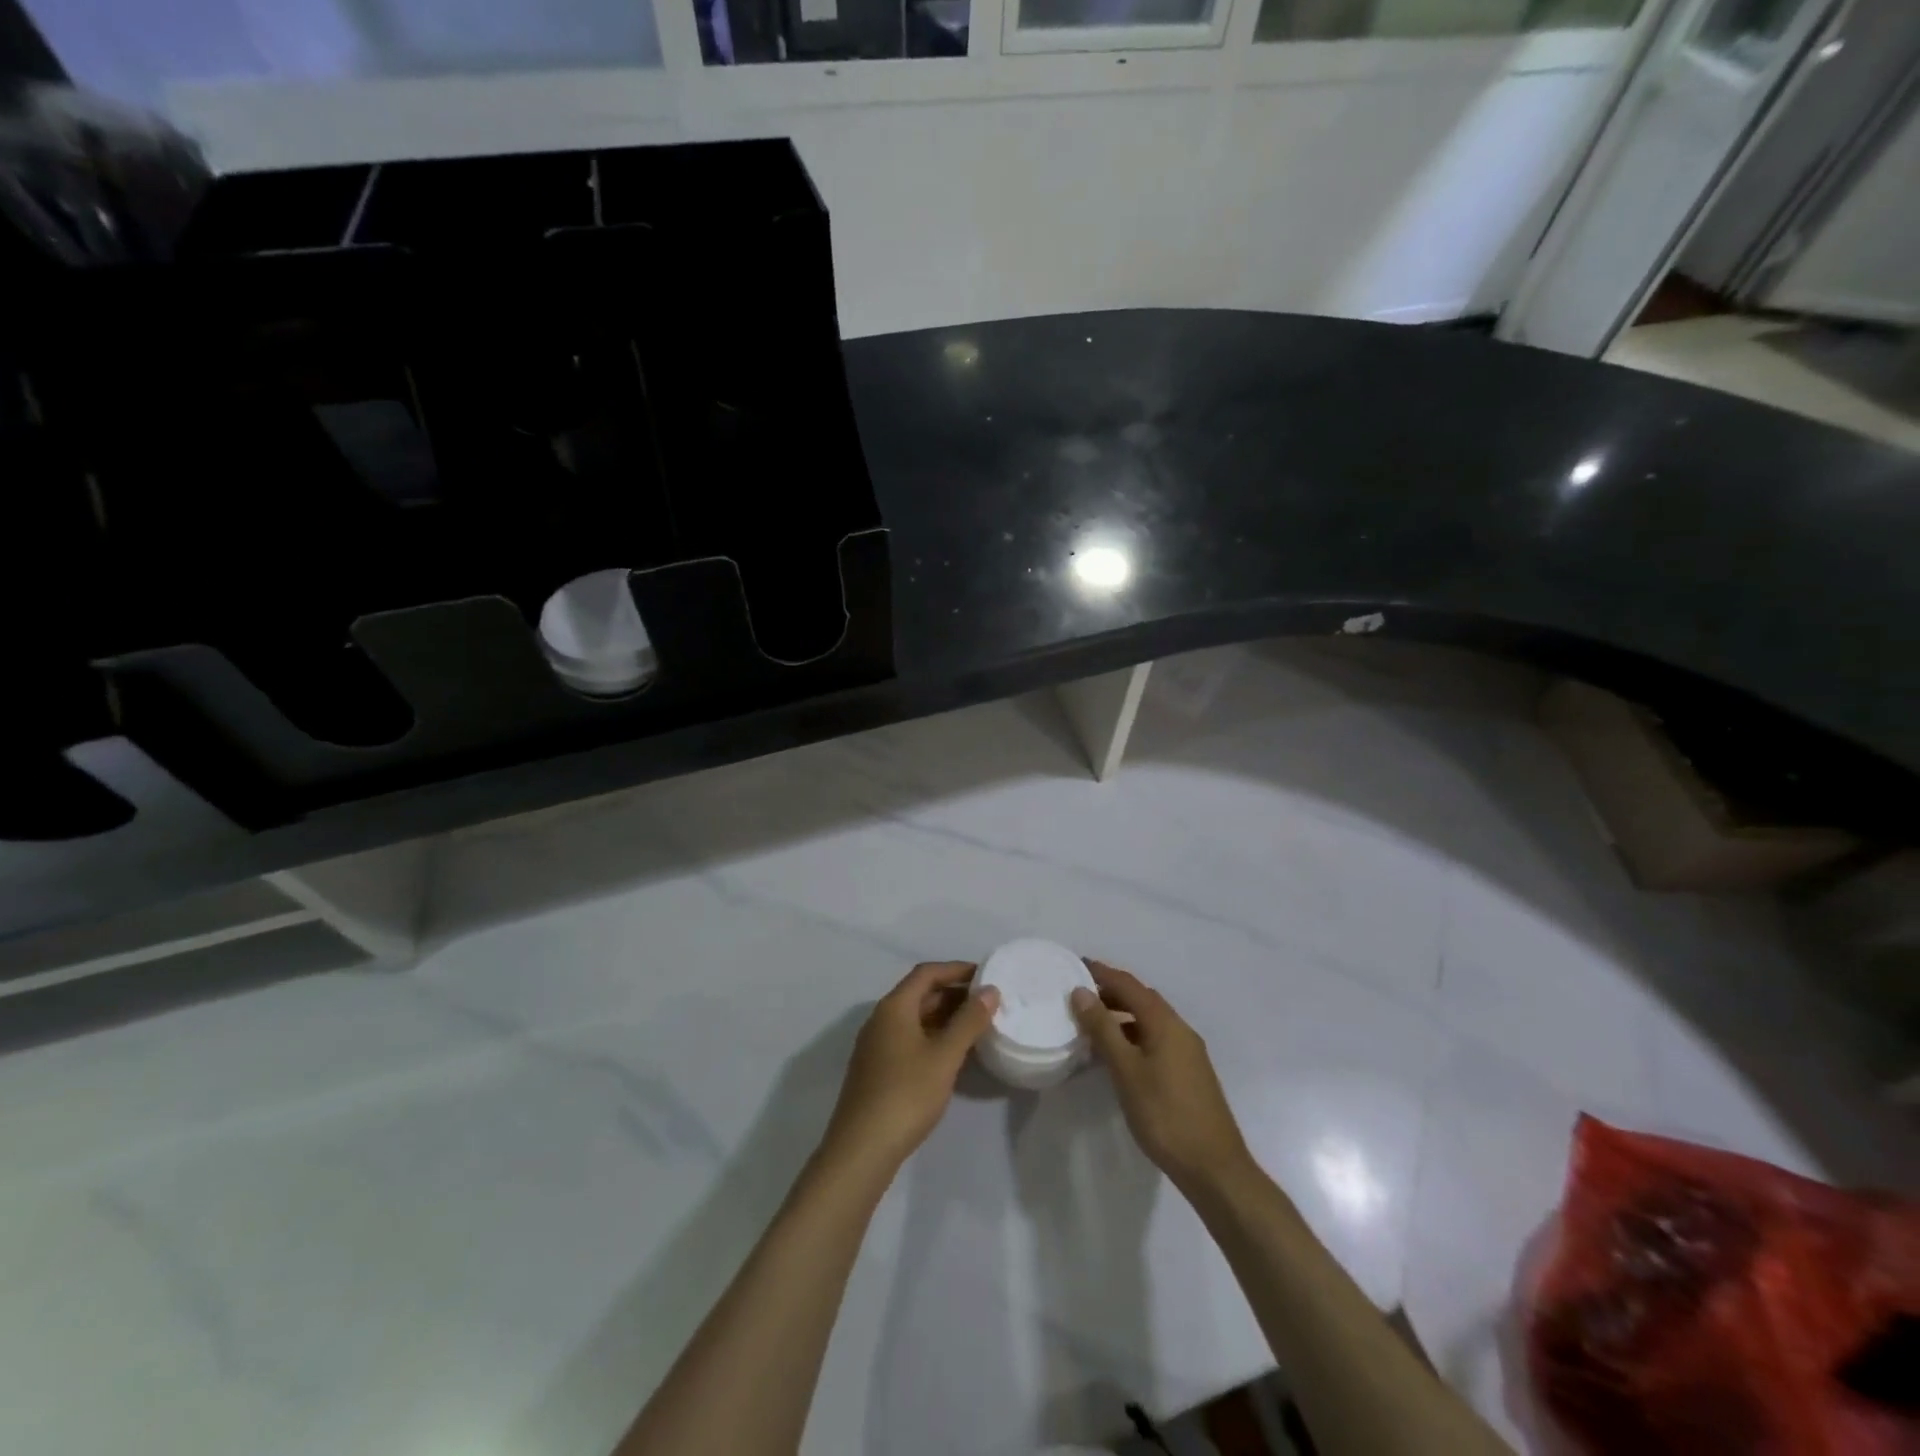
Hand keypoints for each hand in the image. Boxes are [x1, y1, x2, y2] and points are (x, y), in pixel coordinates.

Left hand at [820, 962, 999, 1175]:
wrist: (862, 1149)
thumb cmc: (907, 1094)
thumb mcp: (945, 1056)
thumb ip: (969, 1021)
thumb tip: (990, 990)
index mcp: (894, 1007)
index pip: (927, 973)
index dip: (956, 970)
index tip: (986, 975)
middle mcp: (881, 1019)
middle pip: (920, 994)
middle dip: (953, 994)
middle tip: (987, 1003)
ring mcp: (876, 1045)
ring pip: (915, 1019)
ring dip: (944, 1017)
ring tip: (977, 1027)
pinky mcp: (877, 1069)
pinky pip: (909, 1039)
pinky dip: (933, 1037)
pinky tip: (952, 1055)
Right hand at [1072, 960, 1251, 1192]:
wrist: (1214, 1168)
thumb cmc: (1165, 1116)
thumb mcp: (1126, 1071)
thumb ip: (1103, 1029)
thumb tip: (1081, 991)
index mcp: (1166, 1023)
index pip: (1129, 985)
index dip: (1102, 973)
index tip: (1075, 965)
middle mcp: (1180, 1029)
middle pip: (1142, 999)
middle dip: (1111, 991)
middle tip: (1079, 995)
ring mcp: (1188, 1052)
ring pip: (1150, 1020)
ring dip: (1122, 1015)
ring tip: (1092, 1023)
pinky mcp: (1189, 1072)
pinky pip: (1156, 1038)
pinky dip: (1133, 1035)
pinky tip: (1118, 1054)